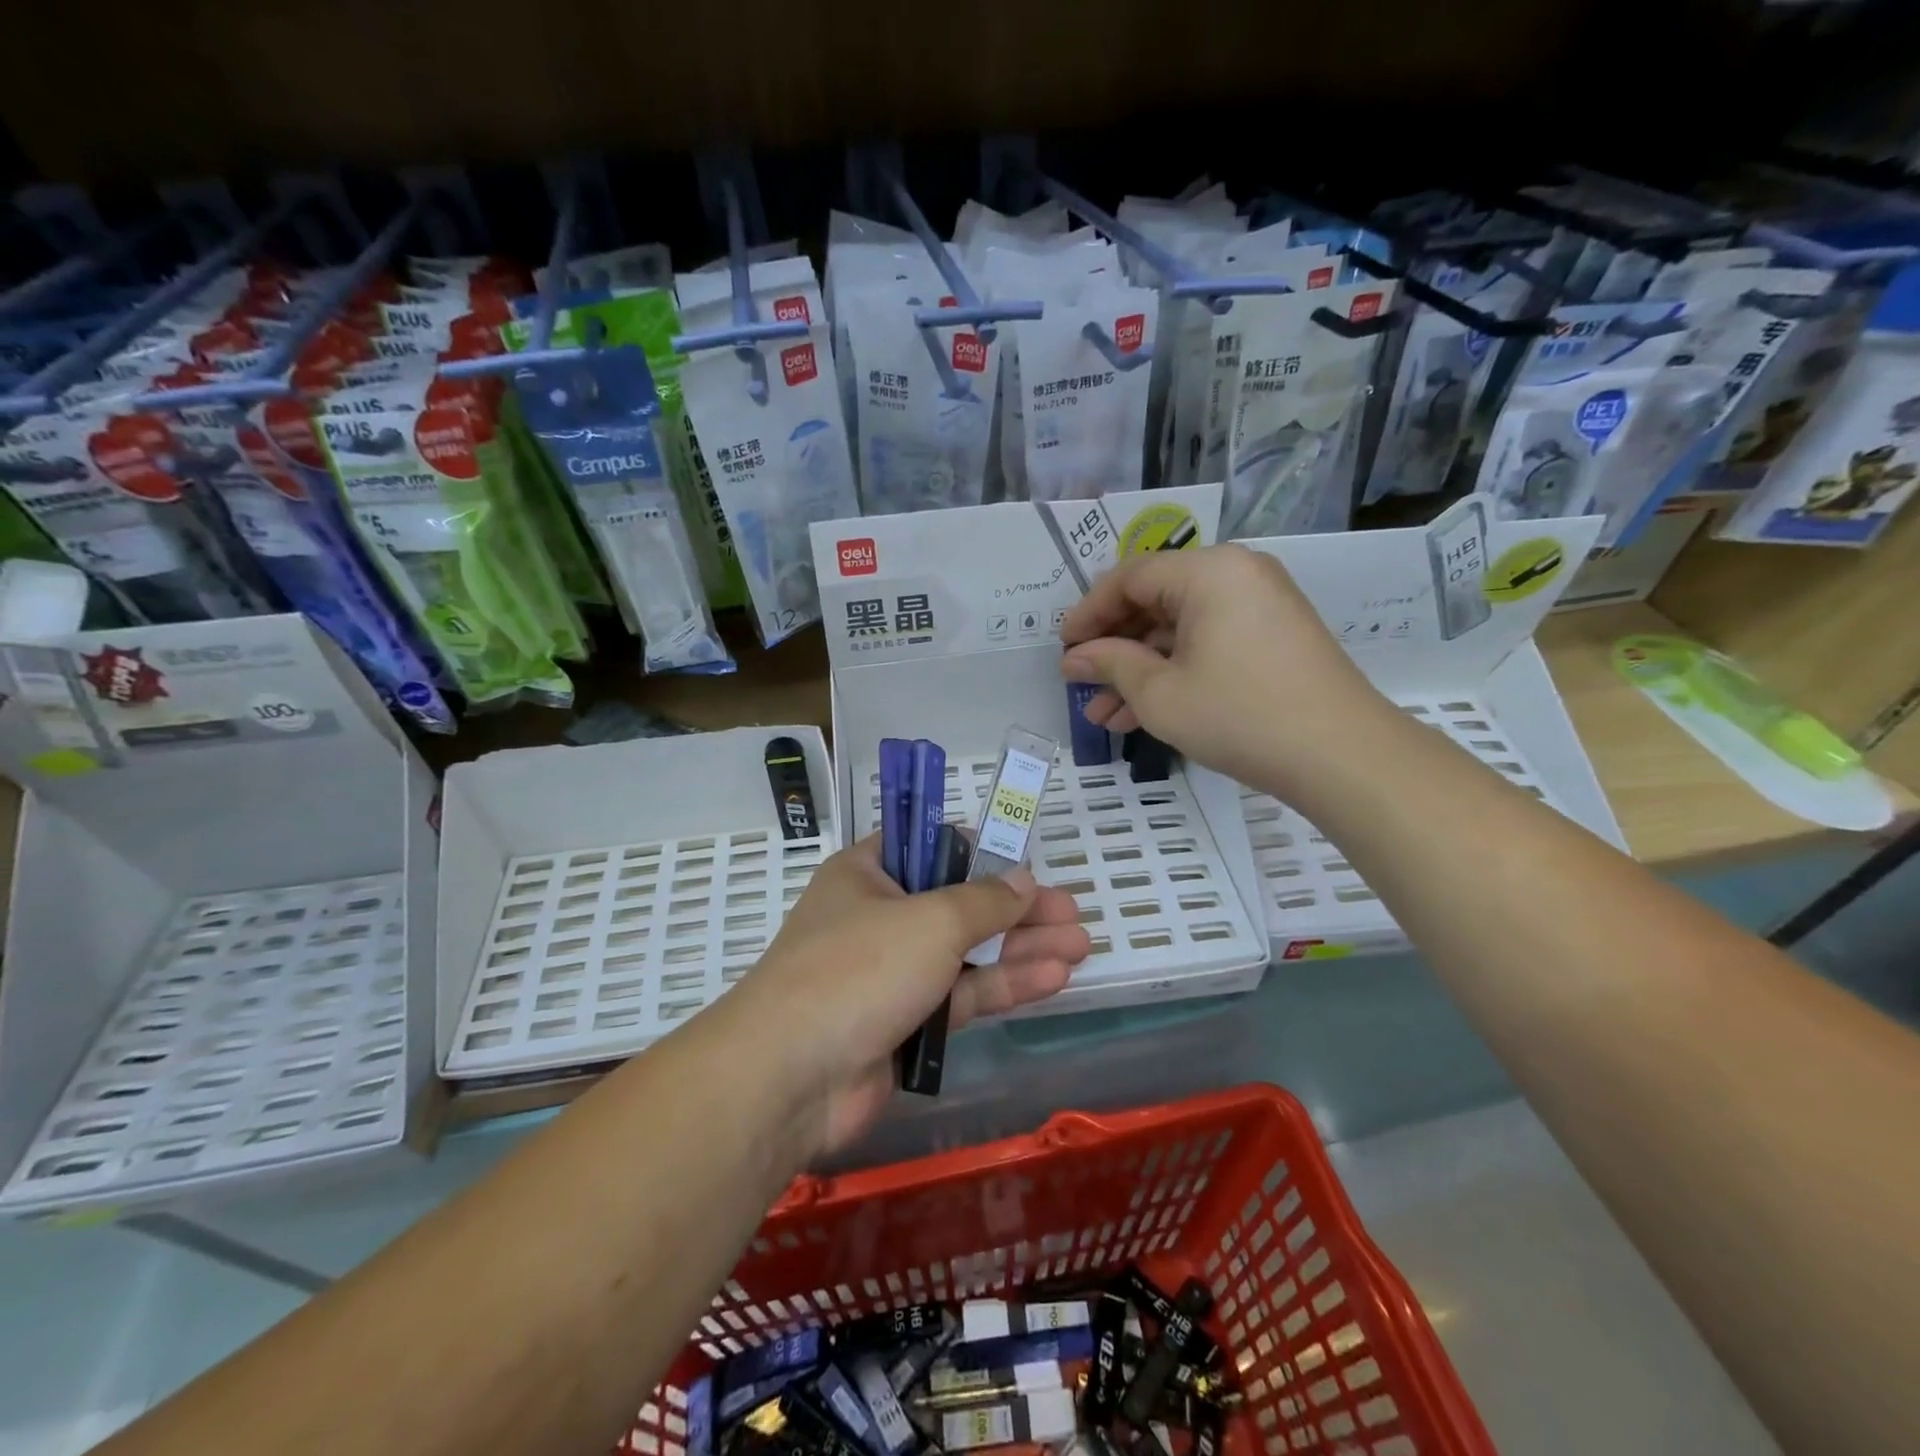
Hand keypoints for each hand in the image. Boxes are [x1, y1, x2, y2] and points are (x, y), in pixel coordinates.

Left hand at [731, 835, 1090, 1154]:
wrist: (793, 1078)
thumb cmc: (858, 969)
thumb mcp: (930, 921)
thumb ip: (984, 901)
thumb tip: (1023, 878)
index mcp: (866, 875)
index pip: (923, 847)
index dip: (973, 849)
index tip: (1018, 858)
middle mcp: (878, 918)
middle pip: (958, 904)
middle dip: (1016, 909)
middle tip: (1072, 911)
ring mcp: (891, 975)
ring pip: (966, 954)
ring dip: (1021, 949)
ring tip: (1081, 944)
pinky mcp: (905, 1026)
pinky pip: (962, 996)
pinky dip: (1004, 986)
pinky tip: (1054, 978)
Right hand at [1058, 543, 1386, 791]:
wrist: (1340, 755)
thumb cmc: (1239, 715)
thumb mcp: (1160, 693)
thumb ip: (1111, 665)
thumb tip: (1074, 658)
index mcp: (1208, 571)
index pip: (1129, 578)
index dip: (1089, 613)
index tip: (1063, 650)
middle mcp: (1237, 575)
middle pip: (1155, 602)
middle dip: (1114, 649)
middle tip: (1081, 684)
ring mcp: (1259, 606)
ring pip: (1180, 630)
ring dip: (1140, 669)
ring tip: (1102, 715)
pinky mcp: (1272, 638)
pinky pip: (1208, 643)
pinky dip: (1175, 672)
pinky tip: (1141, 714)